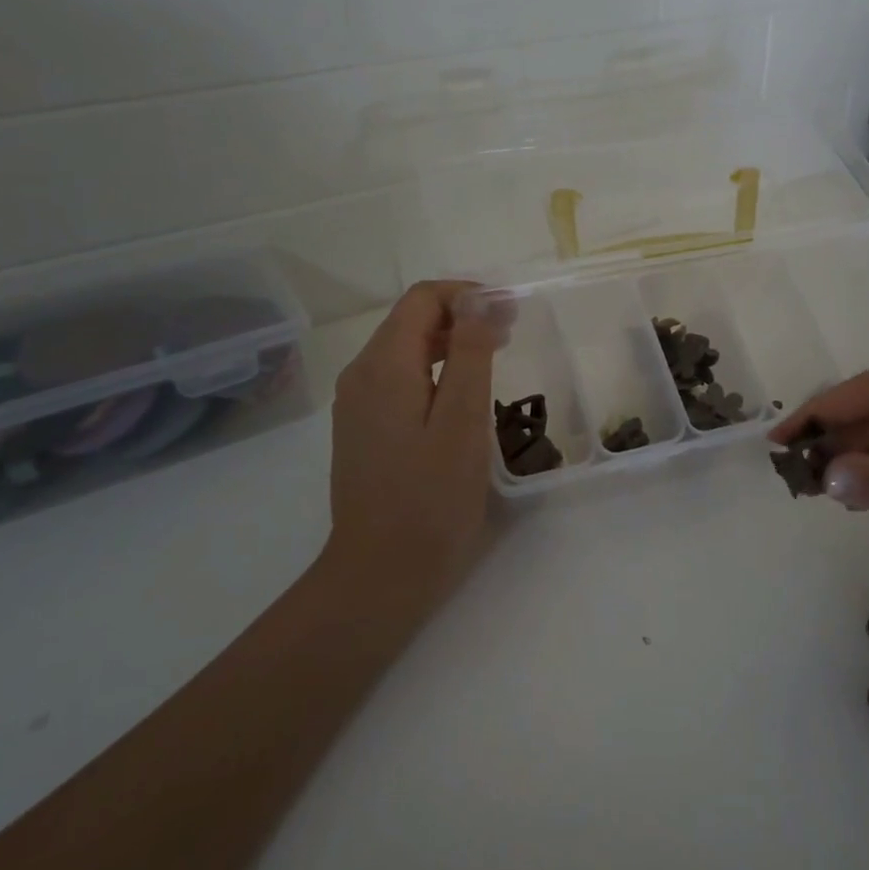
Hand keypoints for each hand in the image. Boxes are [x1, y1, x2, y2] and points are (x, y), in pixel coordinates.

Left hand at [327, 282, 500, 610]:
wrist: (380, 575)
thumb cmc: (430, 499)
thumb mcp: (462, 421)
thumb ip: (469, 354)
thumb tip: (478, 299)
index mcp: (383, 366)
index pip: (422, 299)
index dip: (468, 295)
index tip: (511, 312)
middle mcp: (361, 374)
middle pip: (411, 320)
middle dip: (462, 315)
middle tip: (511, 334)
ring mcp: (357, 403)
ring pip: (404, 348)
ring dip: (449, 341)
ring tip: (494, 357)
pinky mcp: (363, 428)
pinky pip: (398, 378)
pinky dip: (433, 369)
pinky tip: (460, 394)